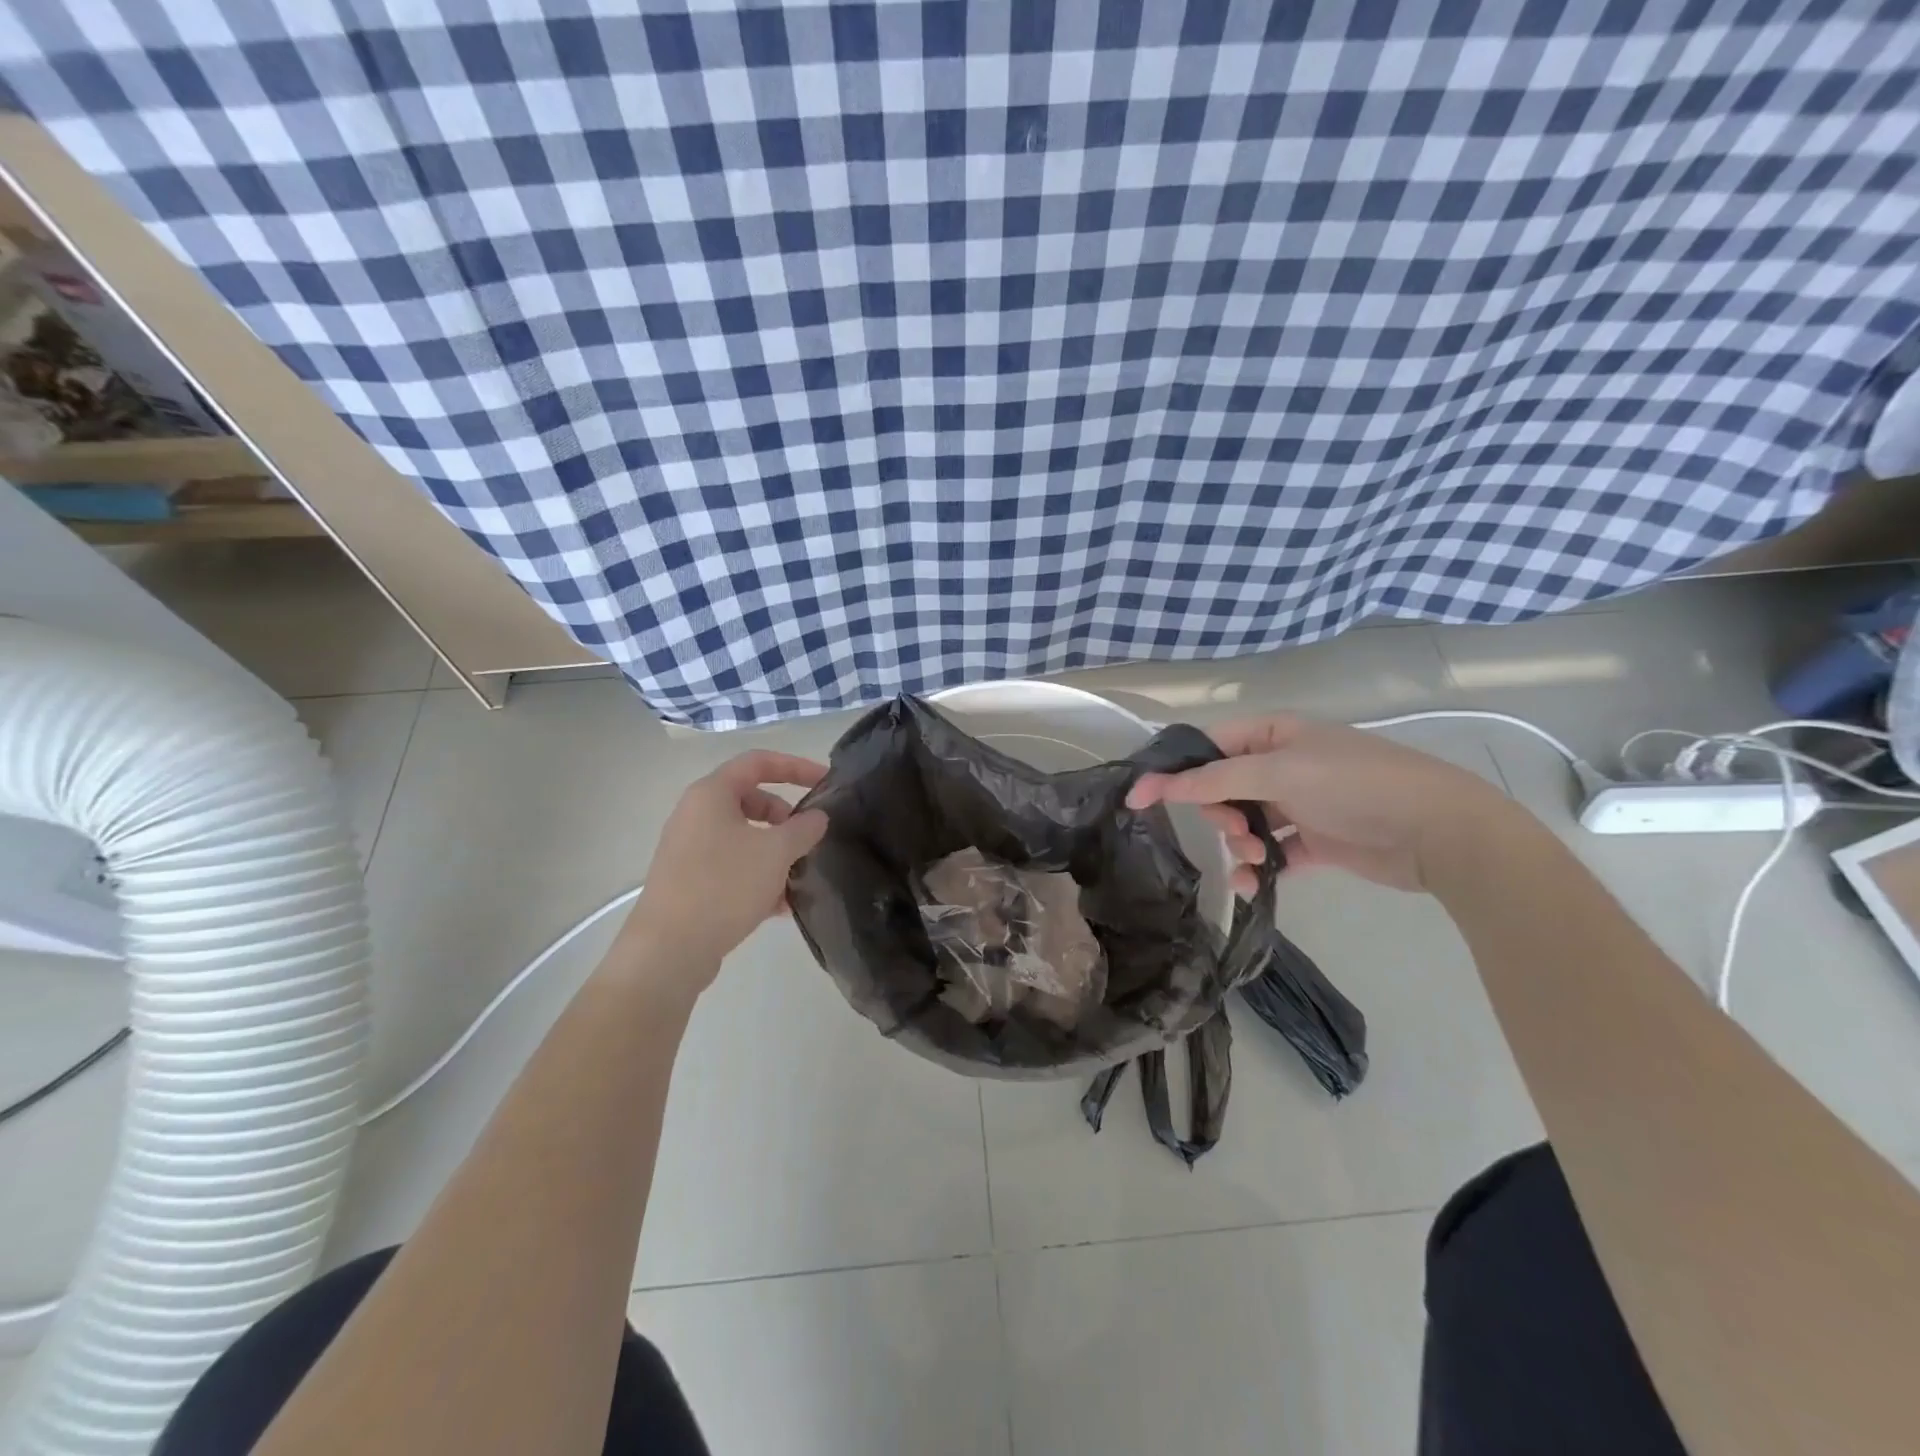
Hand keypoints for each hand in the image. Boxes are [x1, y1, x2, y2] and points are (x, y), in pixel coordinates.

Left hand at [619, 751, 828, 984]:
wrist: (668, 950)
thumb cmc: (724, 886)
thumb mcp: (776, 852)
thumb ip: (804, 828)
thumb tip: (817, 817)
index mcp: (711, 794)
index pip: (758, 762)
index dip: (796, 767)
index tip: (826, 782)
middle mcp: (696, 815)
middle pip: (751, 800)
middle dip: (786, 817)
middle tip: (809, 838)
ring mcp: (689, 850)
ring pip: (744, 838)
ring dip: (775, 852)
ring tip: (799, 878)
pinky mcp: (689, 882)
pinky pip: (732, 867)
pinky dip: (758, 877)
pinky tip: (779, 906)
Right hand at [1126, 714, 1512, 892]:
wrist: (1438, 832)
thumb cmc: (1354, 785)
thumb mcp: (1279, 772)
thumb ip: (1215, 780)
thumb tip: (1158, 784)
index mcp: (1274, 735)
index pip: (1208, 747)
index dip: (1173, 771)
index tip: (1138, 799)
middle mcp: (1284, 764)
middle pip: (1223, 787)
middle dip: (1218, 814)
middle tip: (1230, 831)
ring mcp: (1301, 803)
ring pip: (1245, 822)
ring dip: (1239, 844)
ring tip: (1253, 859)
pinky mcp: (1316, 841)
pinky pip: (1272, 852)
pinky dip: (1259, 867)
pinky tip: (1252, 883)